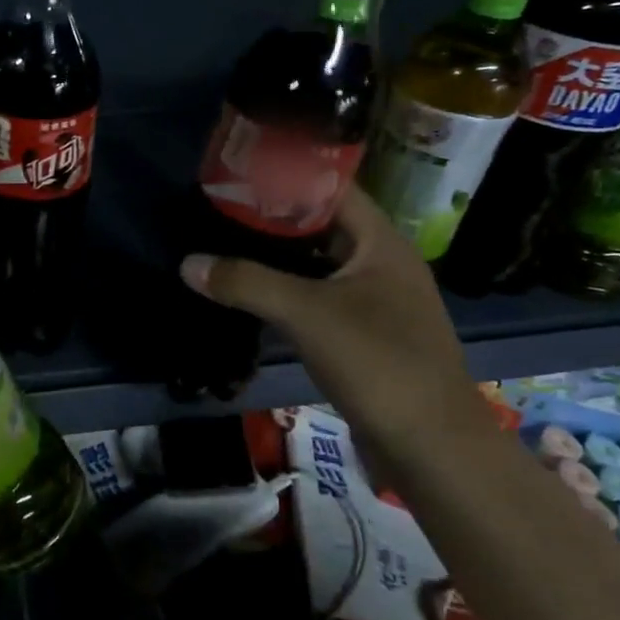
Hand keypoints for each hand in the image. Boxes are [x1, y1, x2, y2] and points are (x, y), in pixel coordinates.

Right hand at [180, 182, 487, 450]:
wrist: (432, 448)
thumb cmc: (379, 362)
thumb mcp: (307, 314)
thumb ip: (247, 283)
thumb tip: (188, 263)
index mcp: (381, 243)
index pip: (333, 188)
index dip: (288, 175)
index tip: (240, 171)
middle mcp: (381, 264)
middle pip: (321, 226)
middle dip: (273, 217)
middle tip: (221, 208)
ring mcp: (374, 302)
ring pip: (317, 265)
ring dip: (277, 257)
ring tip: (226, 243)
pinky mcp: (363, 336)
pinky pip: (318, 299)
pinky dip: (286, 292)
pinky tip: (250, 294)